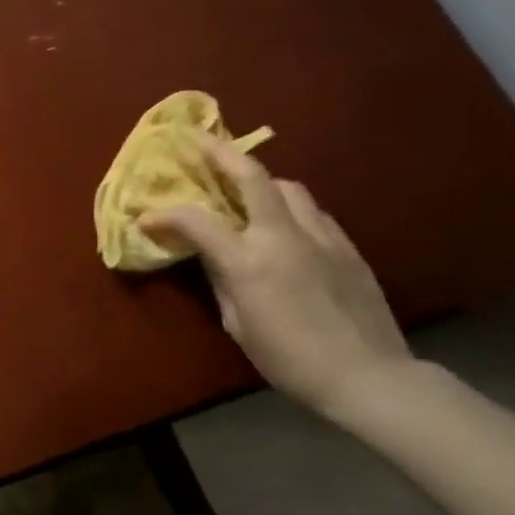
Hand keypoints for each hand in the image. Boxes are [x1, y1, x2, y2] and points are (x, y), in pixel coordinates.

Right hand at [142, 137, 413, 414]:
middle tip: (197, 138)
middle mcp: (284, 237)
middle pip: (252, 176)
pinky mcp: (347, 246)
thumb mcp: (238, 323)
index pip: (196, 221)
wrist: (369, 376)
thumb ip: (222, 280)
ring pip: (288, 187)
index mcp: (249, 261)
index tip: (146, 218)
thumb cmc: (289, 358)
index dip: (165, 215)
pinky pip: (312, 211)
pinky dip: (288, 205)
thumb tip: (211, 255)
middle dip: (220, 152)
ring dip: (260, 179)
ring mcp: (321, 236)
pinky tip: (282, 222)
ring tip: (242, 186)